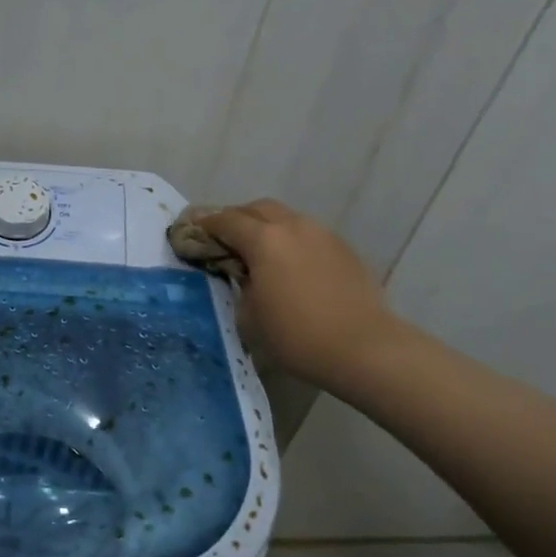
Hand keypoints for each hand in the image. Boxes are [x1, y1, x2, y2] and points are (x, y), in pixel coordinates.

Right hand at [199, 200, 401, 391]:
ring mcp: (323, 235)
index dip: (206, 225)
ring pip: (286, 218)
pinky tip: (289, 266)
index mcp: (264, 240)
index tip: (193, 232)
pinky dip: (291, 241)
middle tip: (223, 238)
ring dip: (266, 228)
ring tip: (258, 252)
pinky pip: (308, 235)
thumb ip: (240, 284)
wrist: (362, 348)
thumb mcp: (248, 314)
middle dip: (236, 218)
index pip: (226, 221)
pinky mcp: (344, 249)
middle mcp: (293, 227)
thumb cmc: (295, 335)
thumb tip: (244, 274)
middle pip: (257, 208)